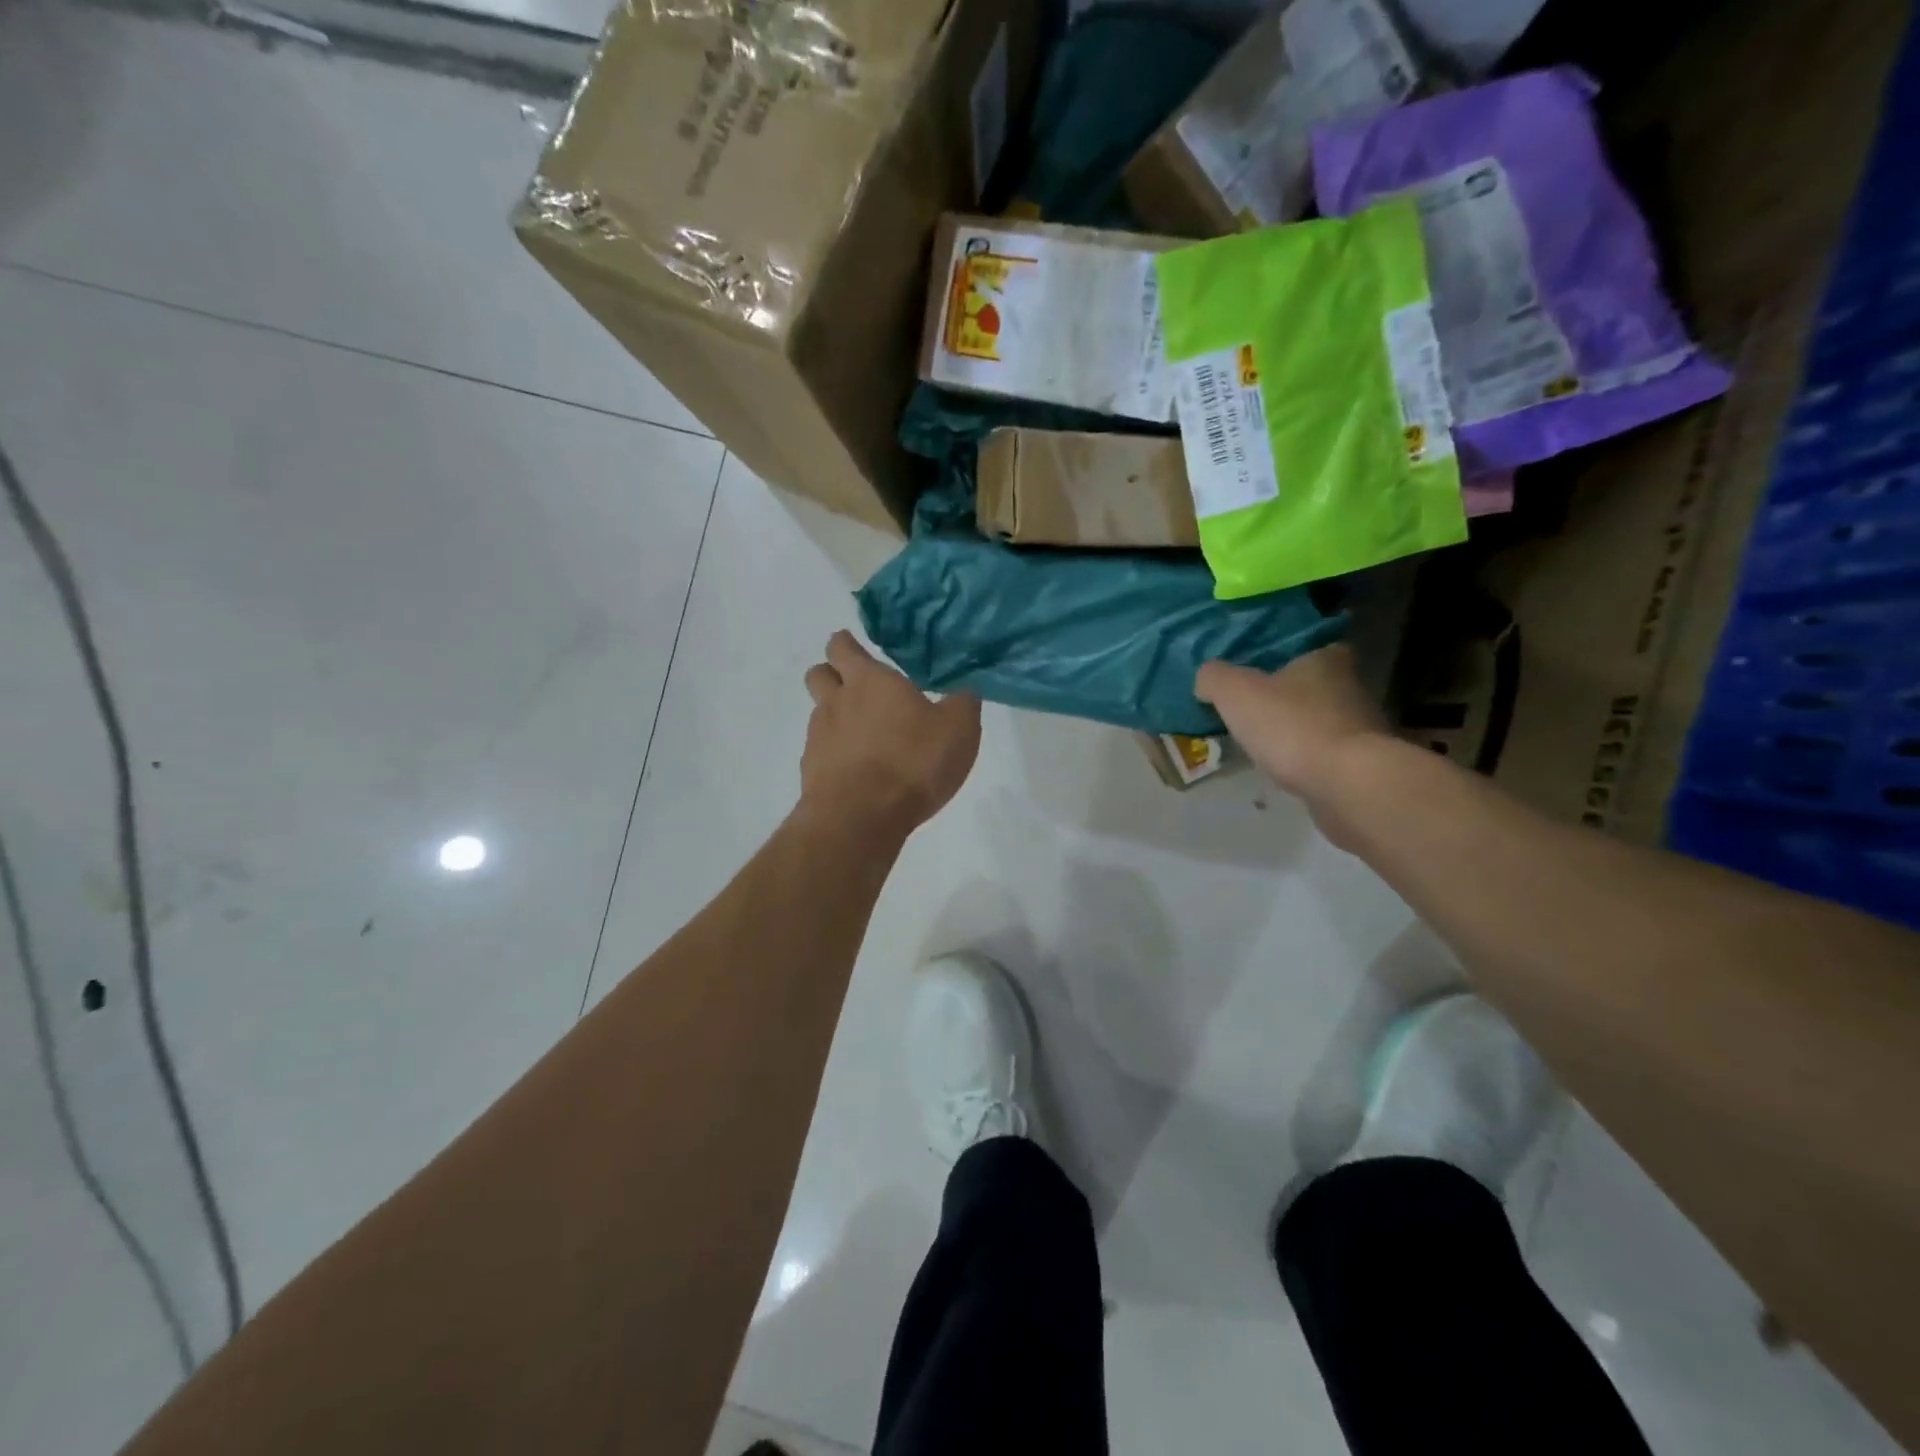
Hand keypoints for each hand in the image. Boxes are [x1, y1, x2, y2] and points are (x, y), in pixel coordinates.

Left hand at [800, 631, 981, 838]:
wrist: (861, 817)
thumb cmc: (913, 761)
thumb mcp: (958, 729)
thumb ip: (962, 704)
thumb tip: (964, 692)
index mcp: (869, 681)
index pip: (843, 647)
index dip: (847, 645)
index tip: (856, 649)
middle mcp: (836, 702)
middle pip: (818, 674)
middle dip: (832, 675)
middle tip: (858, 688)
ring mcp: (818, 737)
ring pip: (818, 714)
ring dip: (835, 717)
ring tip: (864, 736)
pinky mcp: (811, 771)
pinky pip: (820, 752)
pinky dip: (835, 754)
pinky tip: (858, 771)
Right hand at [1195, 645, 1388, 809]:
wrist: (1347, 784)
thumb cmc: (1291, 725)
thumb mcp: (1235, 692)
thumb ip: (1214, 677)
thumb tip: (1207, 679)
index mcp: (1324, 658)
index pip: (1303, 645)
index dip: (1277, 657)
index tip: (1254, 671)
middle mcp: (1350, 685)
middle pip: (1310, 684)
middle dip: (1283, 695)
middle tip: (1249, 707)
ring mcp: (1360, 727)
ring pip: (1318, 720)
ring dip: (1294, 729)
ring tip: (1260, 742)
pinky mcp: (1361, 763)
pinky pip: (1323, 753)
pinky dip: (1304, 758)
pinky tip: (1282, 768)